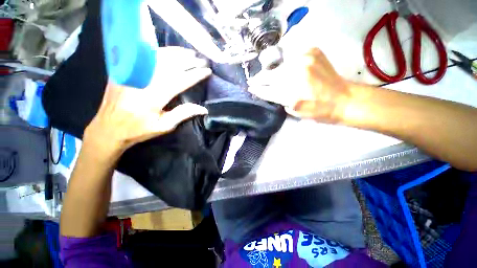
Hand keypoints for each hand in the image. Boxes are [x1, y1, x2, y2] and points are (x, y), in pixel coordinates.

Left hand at [83, 47, 211, 158]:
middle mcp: (144, 81)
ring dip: (178, 53)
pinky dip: (162, 52)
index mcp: (154, 97)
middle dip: (189, 61)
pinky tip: (172, 52)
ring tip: (191, 53)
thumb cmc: (139, 129)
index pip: (180, 80)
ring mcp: (132, 73)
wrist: (108, 127)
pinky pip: (146, 56)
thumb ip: (183, 114)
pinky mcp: (125, 70)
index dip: (195, 75)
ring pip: (159, 57)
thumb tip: (203, 109)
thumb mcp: (164, 126)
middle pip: (171, 65)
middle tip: (203, 60)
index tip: (207, 71)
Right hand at [249, 48, 350, 122]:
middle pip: (271, 75)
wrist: (343, 99)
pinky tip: (282, 67)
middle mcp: (297, 73)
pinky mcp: (312, 51)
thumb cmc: (319, 111)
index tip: (251, 88)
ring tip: (265, 76)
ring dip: (271, 71)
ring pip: (279, 65)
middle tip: (253, 81)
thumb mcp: (296, 112)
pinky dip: (284, 61)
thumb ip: (280, 100)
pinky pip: (292, 54)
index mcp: (292, 91)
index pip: (268, 89)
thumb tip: (269, 91)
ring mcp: (305, 59)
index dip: (258, 89)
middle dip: (260, 79)